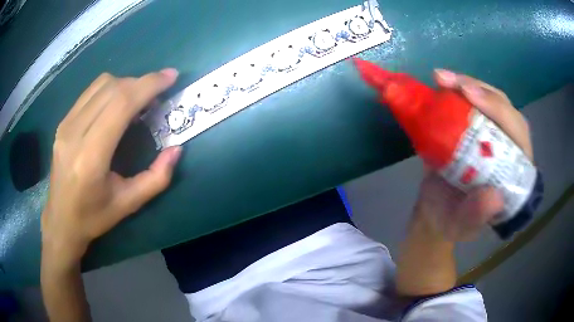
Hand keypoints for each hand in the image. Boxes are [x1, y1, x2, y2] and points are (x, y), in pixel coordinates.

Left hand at [41, 69, 180, 268]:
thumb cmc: (94, 217)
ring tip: (138, 99)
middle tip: (159, 92)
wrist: (61, 220)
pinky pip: (91, 92)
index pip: (121, 104)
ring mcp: (66, 125)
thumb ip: (156, 178)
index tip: (170, 77)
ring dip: (126, 84)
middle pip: (113, 89)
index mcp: (91, 157)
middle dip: (142, 83)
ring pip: (101, 85)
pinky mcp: (63, 122)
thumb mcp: (129, 204)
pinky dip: (111, 89)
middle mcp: (74, 133)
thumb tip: (176, 149)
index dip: (148, 85)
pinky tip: (117, 105)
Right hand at [413, 69, 532, 240]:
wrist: (434, 211)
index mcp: (514, 171)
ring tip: (440, 78)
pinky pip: (469, 102)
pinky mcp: (473, 126)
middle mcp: (507, 146)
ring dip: (465, 84)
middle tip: (448, 81)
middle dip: (480, 90)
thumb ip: (476, 216)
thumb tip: (494, 195)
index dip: (499, 111)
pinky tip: (440, 84)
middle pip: (504, 108)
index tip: (470, 96)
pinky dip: (455, 89)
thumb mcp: (462, 225)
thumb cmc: (451, 221)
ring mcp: (490, 133)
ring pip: (488, 99)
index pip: (517, 133)